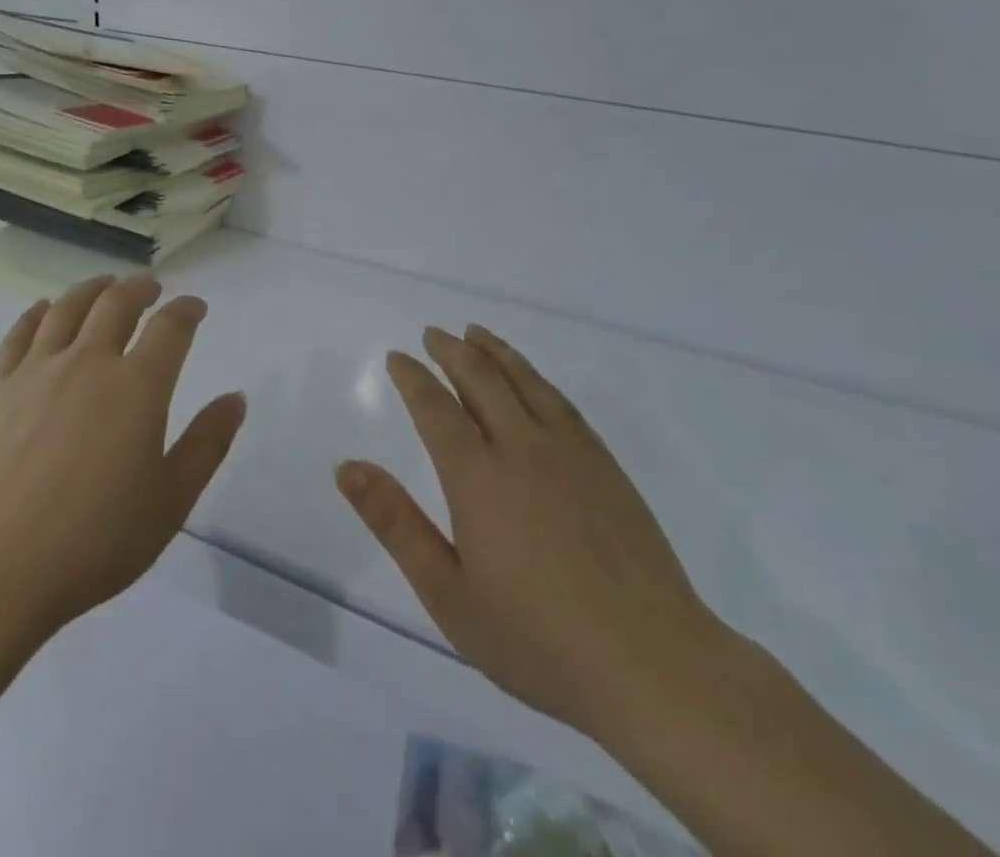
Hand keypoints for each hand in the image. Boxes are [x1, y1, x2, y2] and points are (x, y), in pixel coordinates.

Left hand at [0, 275, 246, 638]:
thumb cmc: (96, 541)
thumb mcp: (170, 501)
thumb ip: (207, 444)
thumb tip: (236, 398)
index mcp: (138, 387)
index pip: (170, 327)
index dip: (187, 310)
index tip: (195, 307)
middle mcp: (89, 362)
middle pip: (117, 303)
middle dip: (140, 288)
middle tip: (151, 287)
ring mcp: (38, 370)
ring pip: (68, 308)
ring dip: (92, 288)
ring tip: (105, 285)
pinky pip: (20, 333)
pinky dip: (37, 313)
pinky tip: (44, 309)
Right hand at [336, 325, 723, 741]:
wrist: (653, 666)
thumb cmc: (537, 639)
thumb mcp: (448, 594)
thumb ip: (396, 524)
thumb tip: (347, 468)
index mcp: (478, 476)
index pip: (436, 408)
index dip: (413, 378)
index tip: (398, 357)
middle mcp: (522, 448)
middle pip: (482, 380)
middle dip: (452, 352)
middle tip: (433, 334)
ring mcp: (571, 453)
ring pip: (526, 381)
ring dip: (496, 352)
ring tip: (476, 334)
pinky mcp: (607, 467)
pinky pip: (563, 403)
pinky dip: (538, 378)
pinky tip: (533, 380)